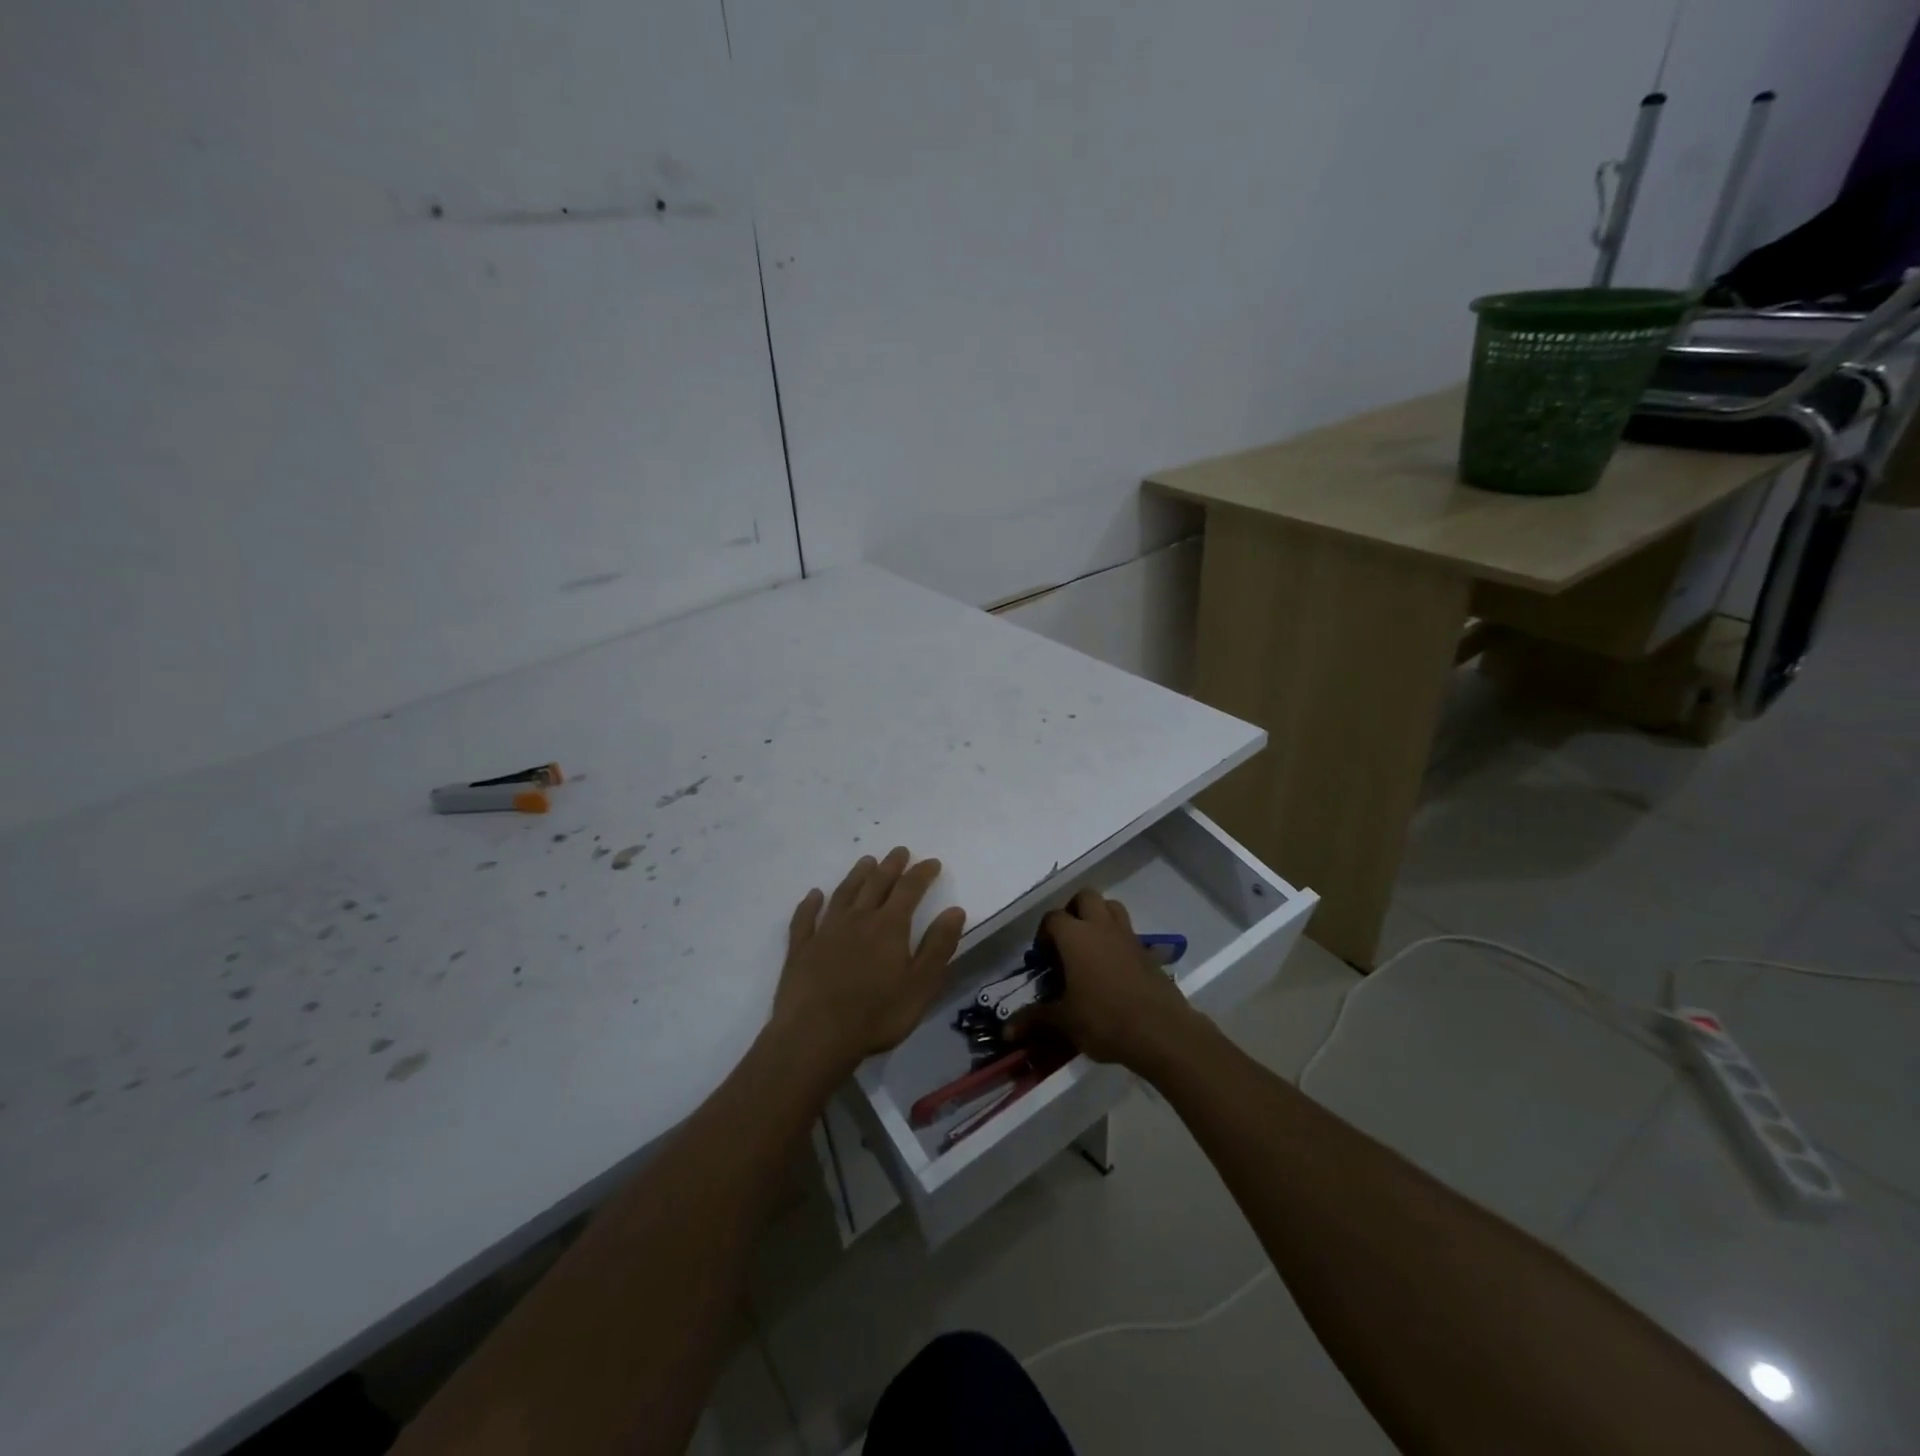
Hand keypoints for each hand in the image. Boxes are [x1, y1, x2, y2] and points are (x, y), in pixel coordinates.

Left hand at [771, 847, 967, 1075]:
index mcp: (889, 926)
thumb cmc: (876, 1014)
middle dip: (890, 866)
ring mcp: (826, 932)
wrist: (816, 1035)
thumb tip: (955, 910)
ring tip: (866, 861)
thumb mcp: (921, 984)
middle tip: (899, 851)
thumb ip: (938, 946)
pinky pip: (805, 918)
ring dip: (856, 876)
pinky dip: (810, 904)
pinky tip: (814, 895)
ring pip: (843, 894)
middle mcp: (858, 919)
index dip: (921, 874)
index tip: (932, 862)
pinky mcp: (801, 949)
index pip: (909, 890)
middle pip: (876, 884)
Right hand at [1024, 889, 1204, 1072]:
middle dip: (1073, 911)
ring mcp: (1128, 937)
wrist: (1161, 1032)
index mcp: (1075, 936)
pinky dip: (1117, 941)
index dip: (1043, 934)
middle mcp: (1101, 927)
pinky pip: (1128, 933)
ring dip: (1098, 918)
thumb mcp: (1064, 1022)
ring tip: (1090, 947)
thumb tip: (1006, 1029)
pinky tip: (1113, 970)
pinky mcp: (1148, 952)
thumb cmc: (1105, 1020)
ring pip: (1111, 907)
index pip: (1052, 918)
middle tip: (1066, 941)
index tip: (1042, 959)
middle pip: (1085, 897)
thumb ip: (1035, 1019)